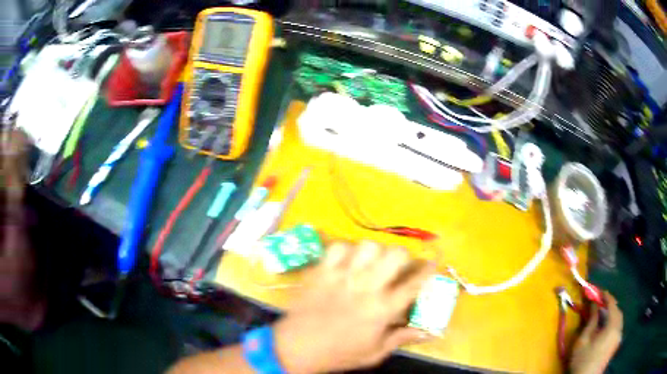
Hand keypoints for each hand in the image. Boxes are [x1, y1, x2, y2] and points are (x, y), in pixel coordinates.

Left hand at [273, 241, 434, 373]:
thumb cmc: (339, 353)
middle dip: (403, 256)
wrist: (296, 347)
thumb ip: (402, 338)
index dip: (428, 269)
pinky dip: (346, 251)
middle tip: (398, 266)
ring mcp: (342, 276)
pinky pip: (338, 247)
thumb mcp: (374, 353)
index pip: (414, 283)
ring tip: (370, 263)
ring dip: (375, 252)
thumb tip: (428, 332)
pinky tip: (345, 263)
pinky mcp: (322, 271)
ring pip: (368, 245)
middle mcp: (366, 287)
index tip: (433, 261)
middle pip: (395, 254)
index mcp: (383, 309)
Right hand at [570, 292, 622, 373]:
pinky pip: (618, 327)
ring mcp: (618, 337)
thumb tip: (594, 304)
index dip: (606, 296)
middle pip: (618, 311)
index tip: (599, 292)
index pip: (612, 305)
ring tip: (603, 314)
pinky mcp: (616, 344)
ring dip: (612, 313)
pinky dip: (613, 321)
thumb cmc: (583, 360)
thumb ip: (591, 320)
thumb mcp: (583, 340)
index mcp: (612, 326)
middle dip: (610, 305)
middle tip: (600, 303)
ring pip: (619, 319)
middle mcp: (619, 329)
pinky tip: (606, 327)